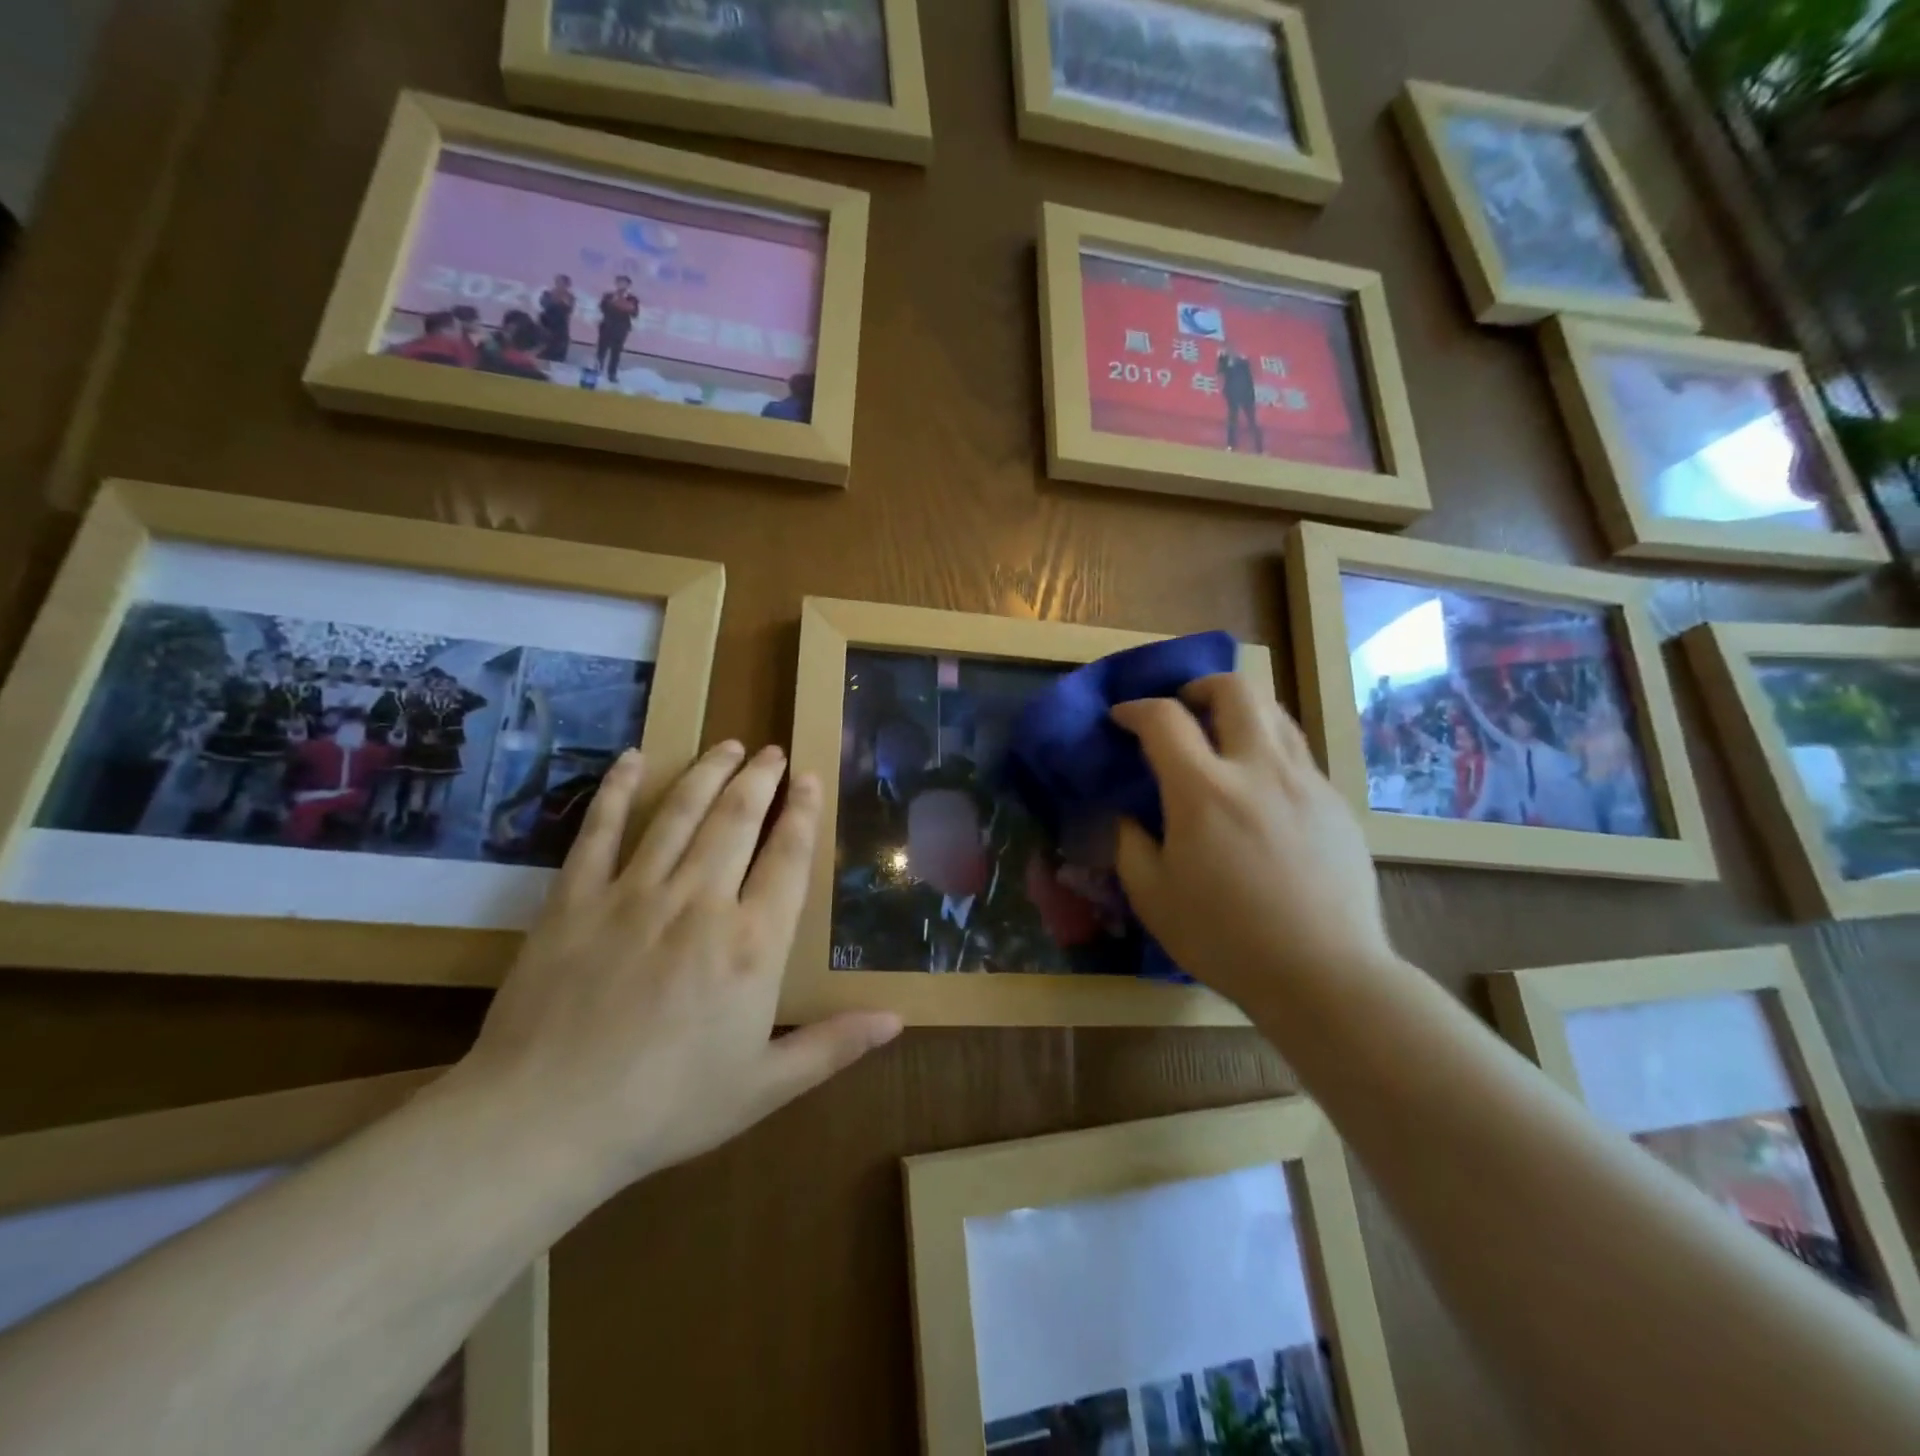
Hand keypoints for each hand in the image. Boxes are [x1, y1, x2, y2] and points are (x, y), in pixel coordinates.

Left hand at [450, 743, 901, 1198]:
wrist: (543, 1124)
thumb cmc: (665, 1109)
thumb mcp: (763, 1088)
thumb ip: (833, 1045)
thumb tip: (898, 1019)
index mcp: (752, 945)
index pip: (789, 858)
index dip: (804, 812)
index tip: (810, 778)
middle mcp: (700, 902)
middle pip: (738, 819)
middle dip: (760, 778)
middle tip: (772, 751)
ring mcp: (634, 893)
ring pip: (680, 812)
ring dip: (709, 772)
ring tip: (728, 744)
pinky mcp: (575, 897)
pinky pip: (601, 829)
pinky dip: (619, 789)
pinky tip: (635, 758)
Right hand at [1110, 674, 1398, 1009]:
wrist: (1324, 974)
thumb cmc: (1225, 938)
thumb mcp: (1153, 897)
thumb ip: (1130, 844)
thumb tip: (1128, 815)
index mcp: (1204, 791)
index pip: (1164, 718)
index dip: (1136, 709)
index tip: (1122, 718)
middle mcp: (1258, 769)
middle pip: (1234, 689)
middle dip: (1199, 686)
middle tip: (1183, 708)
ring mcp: (1305, 782)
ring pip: (1275, 713)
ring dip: (1240, 710)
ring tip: (1223, 737)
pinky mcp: (1335, 803)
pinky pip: (1298, 753)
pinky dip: (1269, 748)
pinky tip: (1260, 788)